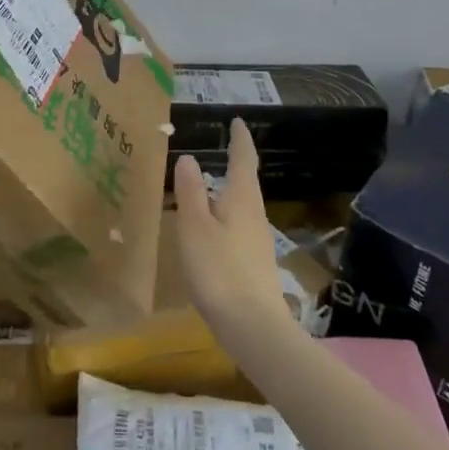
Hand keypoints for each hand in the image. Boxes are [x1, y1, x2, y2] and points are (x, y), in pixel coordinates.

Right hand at [173, 118, 296, 335]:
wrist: (254, 328)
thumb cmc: (219, 270)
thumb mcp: (194, 227)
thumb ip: (191, 192)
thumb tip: (190, 158)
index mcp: (242, 199)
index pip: (243, 159)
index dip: (240, 139)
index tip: (237, 121)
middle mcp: (255, 215)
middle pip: (245, 183)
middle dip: (234, 166)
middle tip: (219, 151)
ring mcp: (258, 242)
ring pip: (241, 207)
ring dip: (227, 194)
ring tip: (207, 190)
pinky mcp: (255, 265)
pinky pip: (238, 229)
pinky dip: (224, 219)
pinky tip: (211, 234)